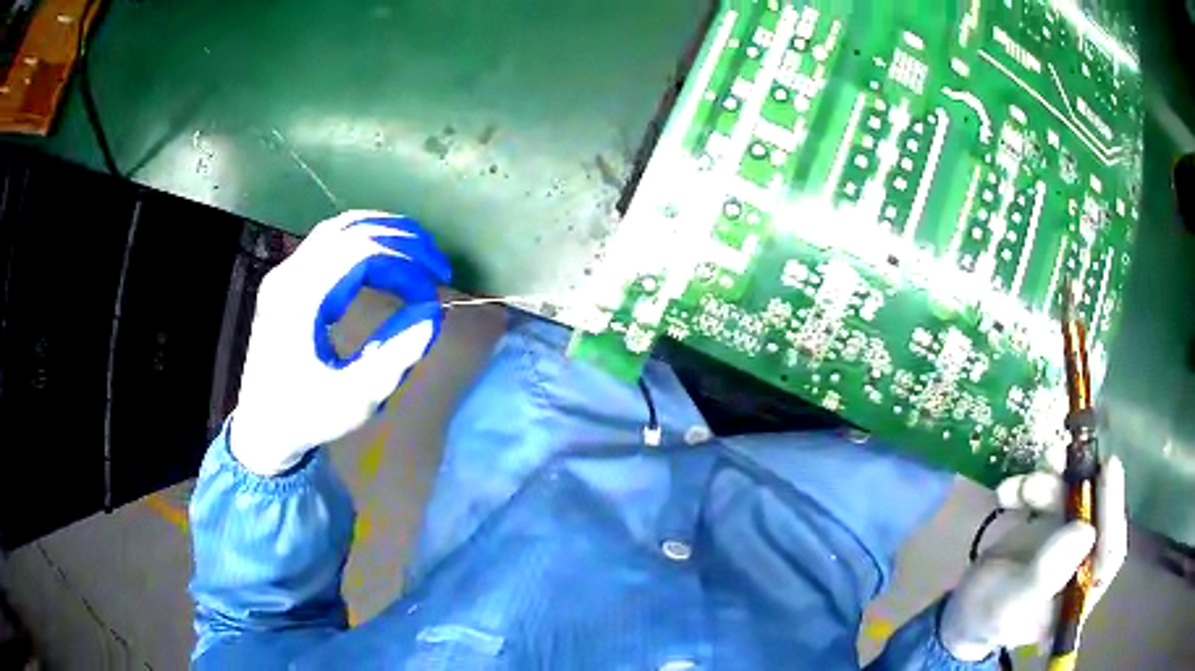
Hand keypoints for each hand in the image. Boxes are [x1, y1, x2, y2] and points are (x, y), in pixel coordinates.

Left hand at [230, 211, 450, 475]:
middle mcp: (288, 276)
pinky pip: (330, 240)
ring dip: (385, 233)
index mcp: (299, 302)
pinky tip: (387, 257)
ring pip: (340, 228)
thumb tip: (433, 313)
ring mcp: (285, 273)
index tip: (432, 295)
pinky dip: (365, 239)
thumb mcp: (354, 400)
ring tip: (421, 253)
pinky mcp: (289, 279)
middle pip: (351, 231)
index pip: (360, 254)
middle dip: (402, 241)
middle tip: (438, 267)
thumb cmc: (306, 416)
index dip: (405, 265)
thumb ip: (394, 358)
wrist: (263, 425)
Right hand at [940, 455, 1127, 661]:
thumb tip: (1086, 531)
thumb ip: (1045, 575)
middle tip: (1075, 457)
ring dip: (1050, 485)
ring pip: (1074, 499)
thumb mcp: (1010, 604)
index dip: (1113, 513)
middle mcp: (1082, 566)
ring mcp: (1068, 543)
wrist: (962, 610)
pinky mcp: (1053, 524)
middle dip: (1081, 488)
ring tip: (1023, 487)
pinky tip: (1008, 492)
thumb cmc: (986, 617)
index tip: (1109, 469)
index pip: (1109, 554)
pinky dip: (1032, 486)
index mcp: (1079, 597)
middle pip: (1096, 517)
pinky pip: (1051, 494)